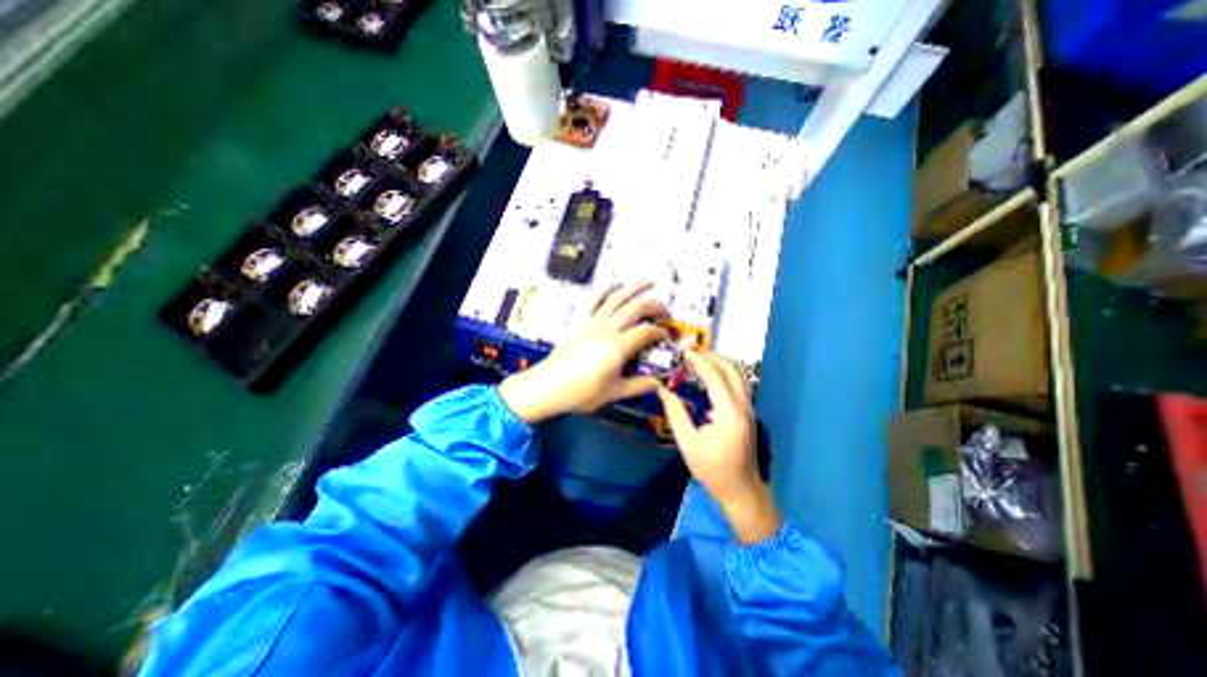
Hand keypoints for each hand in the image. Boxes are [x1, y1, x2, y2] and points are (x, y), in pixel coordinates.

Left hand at [498, 283, 669, 425]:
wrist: (549, 385)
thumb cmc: (582, 392)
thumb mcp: (614, 392)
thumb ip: (638, 386)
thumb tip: (658, 384)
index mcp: (619, 346)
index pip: (647, 331)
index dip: (661, 332)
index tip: (666, 337)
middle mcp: (608, 328)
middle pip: (637, 308)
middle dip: (655, 306)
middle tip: (665, 311)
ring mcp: (593, 321)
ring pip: (617, 297)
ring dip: (635, 287)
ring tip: (649, 281)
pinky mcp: (580, 321)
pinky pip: (594, 299)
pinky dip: (606, 289)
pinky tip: (614, 285)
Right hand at [660, 350, 782, 544]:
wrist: (740, 490)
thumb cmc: (712, 469)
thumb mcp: (688, 443)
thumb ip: (676, 414)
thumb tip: (663, 391)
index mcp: (729, 413)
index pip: (715, 377)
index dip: (700, 362)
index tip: (685, 351)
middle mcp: (743, 406)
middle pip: (732, 370)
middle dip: (712, 357)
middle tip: (691, 354)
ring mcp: (749, 408)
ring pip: (739, 375)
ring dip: (720, 363)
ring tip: (699, 361)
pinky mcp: (747, 412)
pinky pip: (739, 384)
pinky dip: (725, 374)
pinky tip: (709, 378)